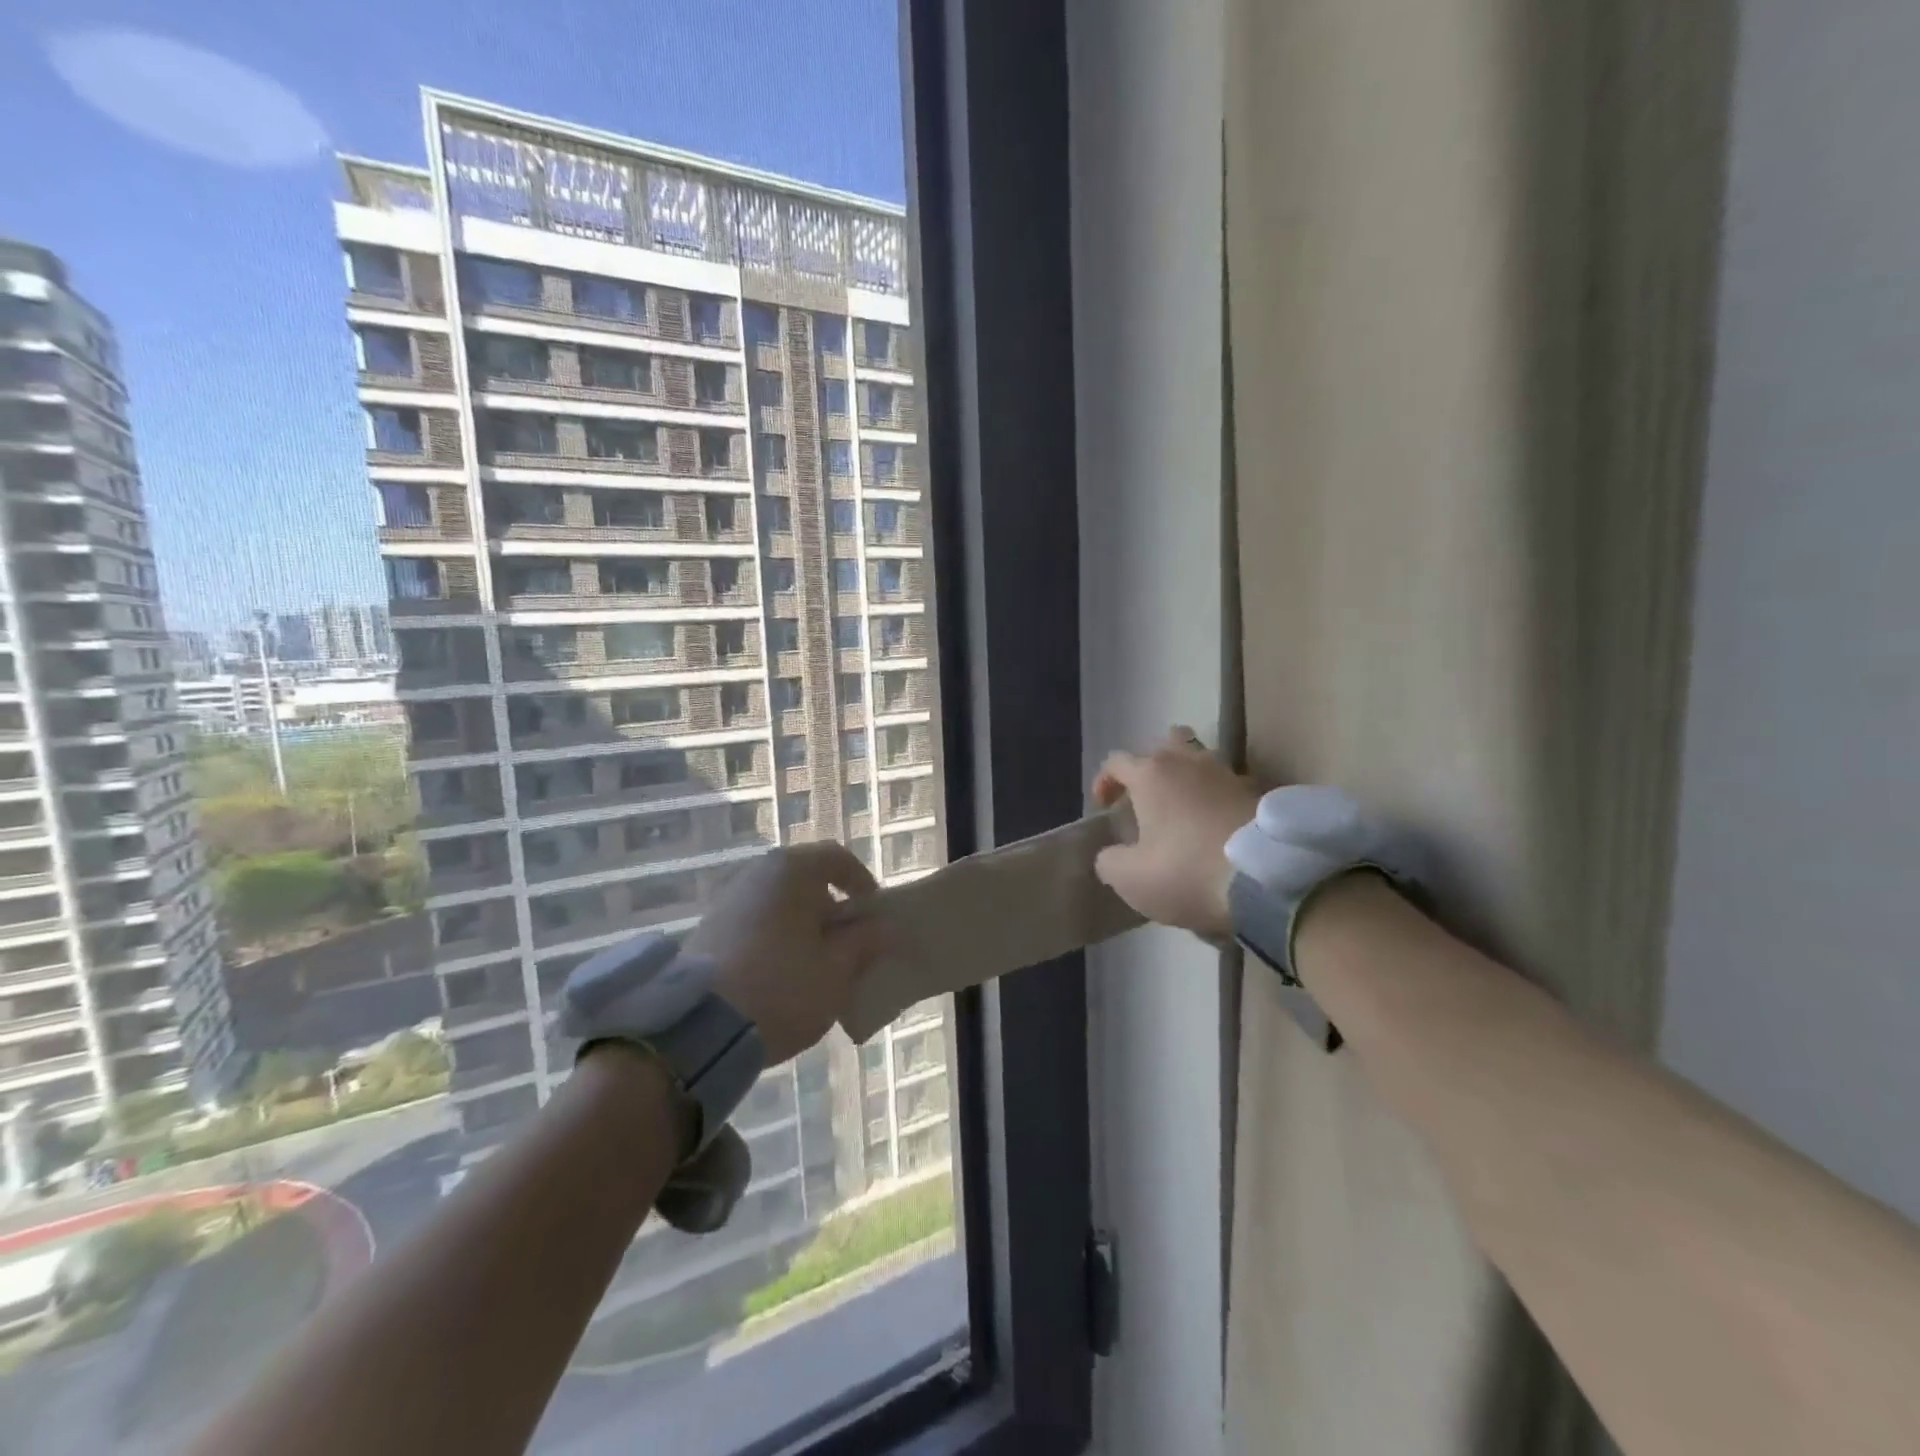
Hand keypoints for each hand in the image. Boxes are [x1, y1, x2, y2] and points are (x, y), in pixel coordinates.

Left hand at [688, 842, 888, 1062]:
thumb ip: (864, 943)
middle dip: (831, 911)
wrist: (699, 1028)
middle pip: (806, 881)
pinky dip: (776, 941)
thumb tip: (880, 927)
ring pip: (780, 906)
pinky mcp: (708, 932)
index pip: (837, 858)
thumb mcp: (837, 970)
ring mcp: (728, 902)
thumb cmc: (782, 987)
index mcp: (792, 870)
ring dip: (803, 929)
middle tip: (848, 946)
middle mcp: (757, 874)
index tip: (874, 915)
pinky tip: (782, 978)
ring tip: (817, 968)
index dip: (862, 883)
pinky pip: (756, 925)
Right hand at [1091, 727, 1263, 937]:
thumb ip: (1109, 861)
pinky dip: (1218, 798)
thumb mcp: (1130, 878)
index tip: (1104, 808)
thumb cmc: (1187, 870)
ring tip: (1185, 808)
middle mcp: (1188, 762)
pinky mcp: (1259, 793)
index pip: (1116, 761)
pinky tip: (1217, 825)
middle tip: (1148, 798)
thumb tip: (1111, 855)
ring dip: (1189, 778)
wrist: (1268, 880)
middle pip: (1165, 744)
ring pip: (1201, 759)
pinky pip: (1228, 785)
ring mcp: (1228, 773)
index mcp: (1151, 774)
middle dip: (1152, 766)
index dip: (1104, 781)